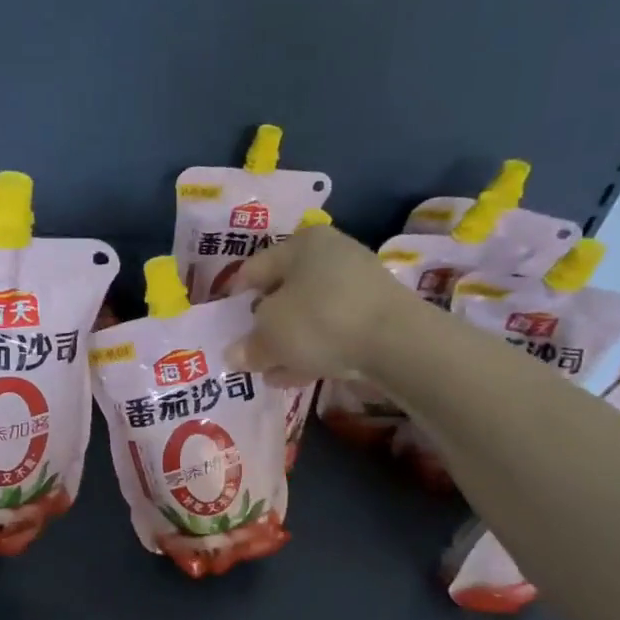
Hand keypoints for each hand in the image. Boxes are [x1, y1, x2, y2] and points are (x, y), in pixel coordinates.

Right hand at [228, 225, 421, 383]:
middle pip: (282, 292)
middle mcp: (330, 254)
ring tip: (270, 371)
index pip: (252, 270)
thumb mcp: (270, 335)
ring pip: (307, 314)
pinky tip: (297, 375)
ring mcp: (356, 282)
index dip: (233, 300)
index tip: (223, 327)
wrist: (396, 342)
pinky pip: (331, 329)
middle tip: (247, 352)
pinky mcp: (374, 312)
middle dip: (263, 325)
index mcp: (300, 244)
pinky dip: (313, 348)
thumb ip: (248, 345)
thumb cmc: (319, 321)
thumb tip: (234, 354)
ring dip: (287, 343)